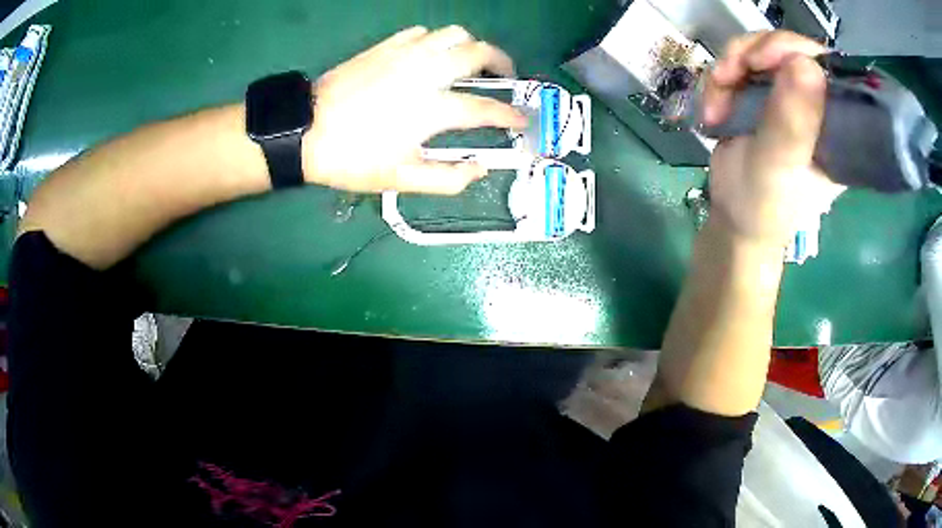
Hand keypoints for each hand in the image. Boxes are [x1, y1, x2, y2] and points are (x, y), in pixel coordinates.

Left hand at [303, 26, 526, 194]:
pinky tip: (432, 55)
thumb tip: (480, 169)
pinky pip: (422, 33)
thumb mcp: (401, 180)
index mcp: (432, 109)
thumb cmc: (352, 159)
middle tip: (506, 75)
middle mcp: (426, 73)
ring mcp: (405, 55)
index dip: (509, 115)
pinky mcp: (385, 46)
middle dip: (502, 62)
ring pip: (453, 34)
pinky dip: (437, 41)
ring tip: (470, 62)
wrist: (305, 131)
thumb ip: (449, 179)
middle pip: (478, 53)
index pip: (485, 109)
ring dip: (470, 46)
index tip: (521, 119)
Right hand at [703, 31, 844, 245]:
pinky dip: (720, 81)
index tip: (761, 61)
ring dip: (730, 69)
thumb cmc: (764, 205)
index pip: (825, 65)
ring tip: (716, 106)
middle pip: (788, 47)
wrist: (736, 220)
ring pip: (759, 49)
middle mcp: (817, 102)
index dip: (793, 49)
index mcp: (837, 123)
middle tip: (728, 76)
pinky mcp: (764, 93)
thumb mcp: (778, 166)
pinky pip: (740, 63)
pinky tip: (714, 111)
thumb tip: (805, 63)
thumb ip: (792, 121)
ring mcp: (789, 95)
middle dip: (752, 54)